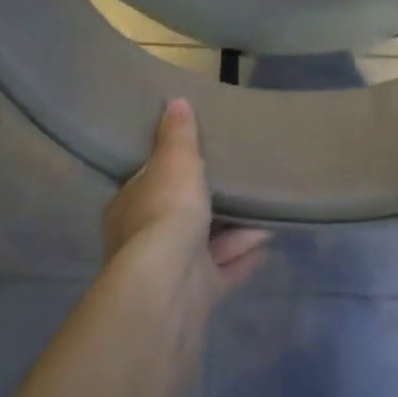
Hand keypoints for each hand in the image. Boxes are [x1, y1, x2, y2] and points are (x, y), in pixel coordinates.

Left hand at [103, 99, 269, 298]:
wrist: (170, 284)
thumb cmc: (166, 211)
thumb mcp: (174, 161)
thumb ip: (177, 135)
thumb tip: (174, 101)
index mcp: (129, 206)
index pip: (149, 182)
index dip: (172, 170)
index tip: (198, 158)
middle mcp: (144, 240)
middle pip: (180, 215)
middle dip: (210, 202)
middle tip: (239, 182)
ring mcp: (171, 271)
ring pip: (206, 243)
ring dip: (235, 229)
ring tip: (265, 208)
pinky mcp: (197, 295)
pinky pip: (225, 268)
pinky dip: (245, 254)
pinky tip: (268, 239)